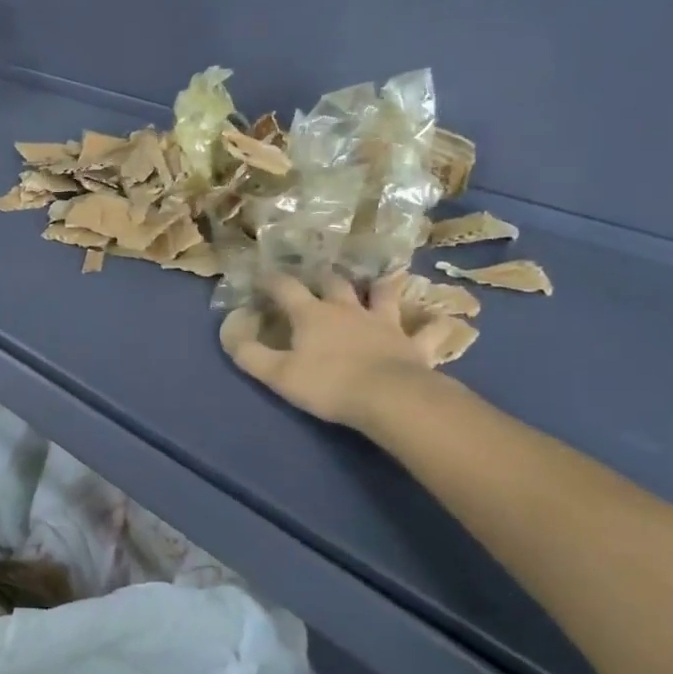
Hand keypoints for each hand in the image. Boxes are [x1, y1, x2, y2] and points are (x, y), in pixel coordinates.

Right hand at [220, 273, 459, 430]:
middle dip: (323, 277)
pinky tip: (443, 321)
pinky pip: (428, 332)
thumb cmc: (328, 384)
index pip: (286, 288)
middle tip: (319, 275)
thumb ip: (249, 353)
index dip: (271, 279)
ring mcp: (384, 324)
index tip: (261, 275)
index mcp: (312, 314)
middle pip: (334, 284)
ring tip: (381, 280)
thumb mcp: (277, 373)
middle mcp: (348, 310)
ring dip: (380, 287)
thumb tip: (229, 332)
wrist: (389, 398)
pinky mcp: (413, 344)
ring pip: (383, 296)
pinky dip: (434, 326)